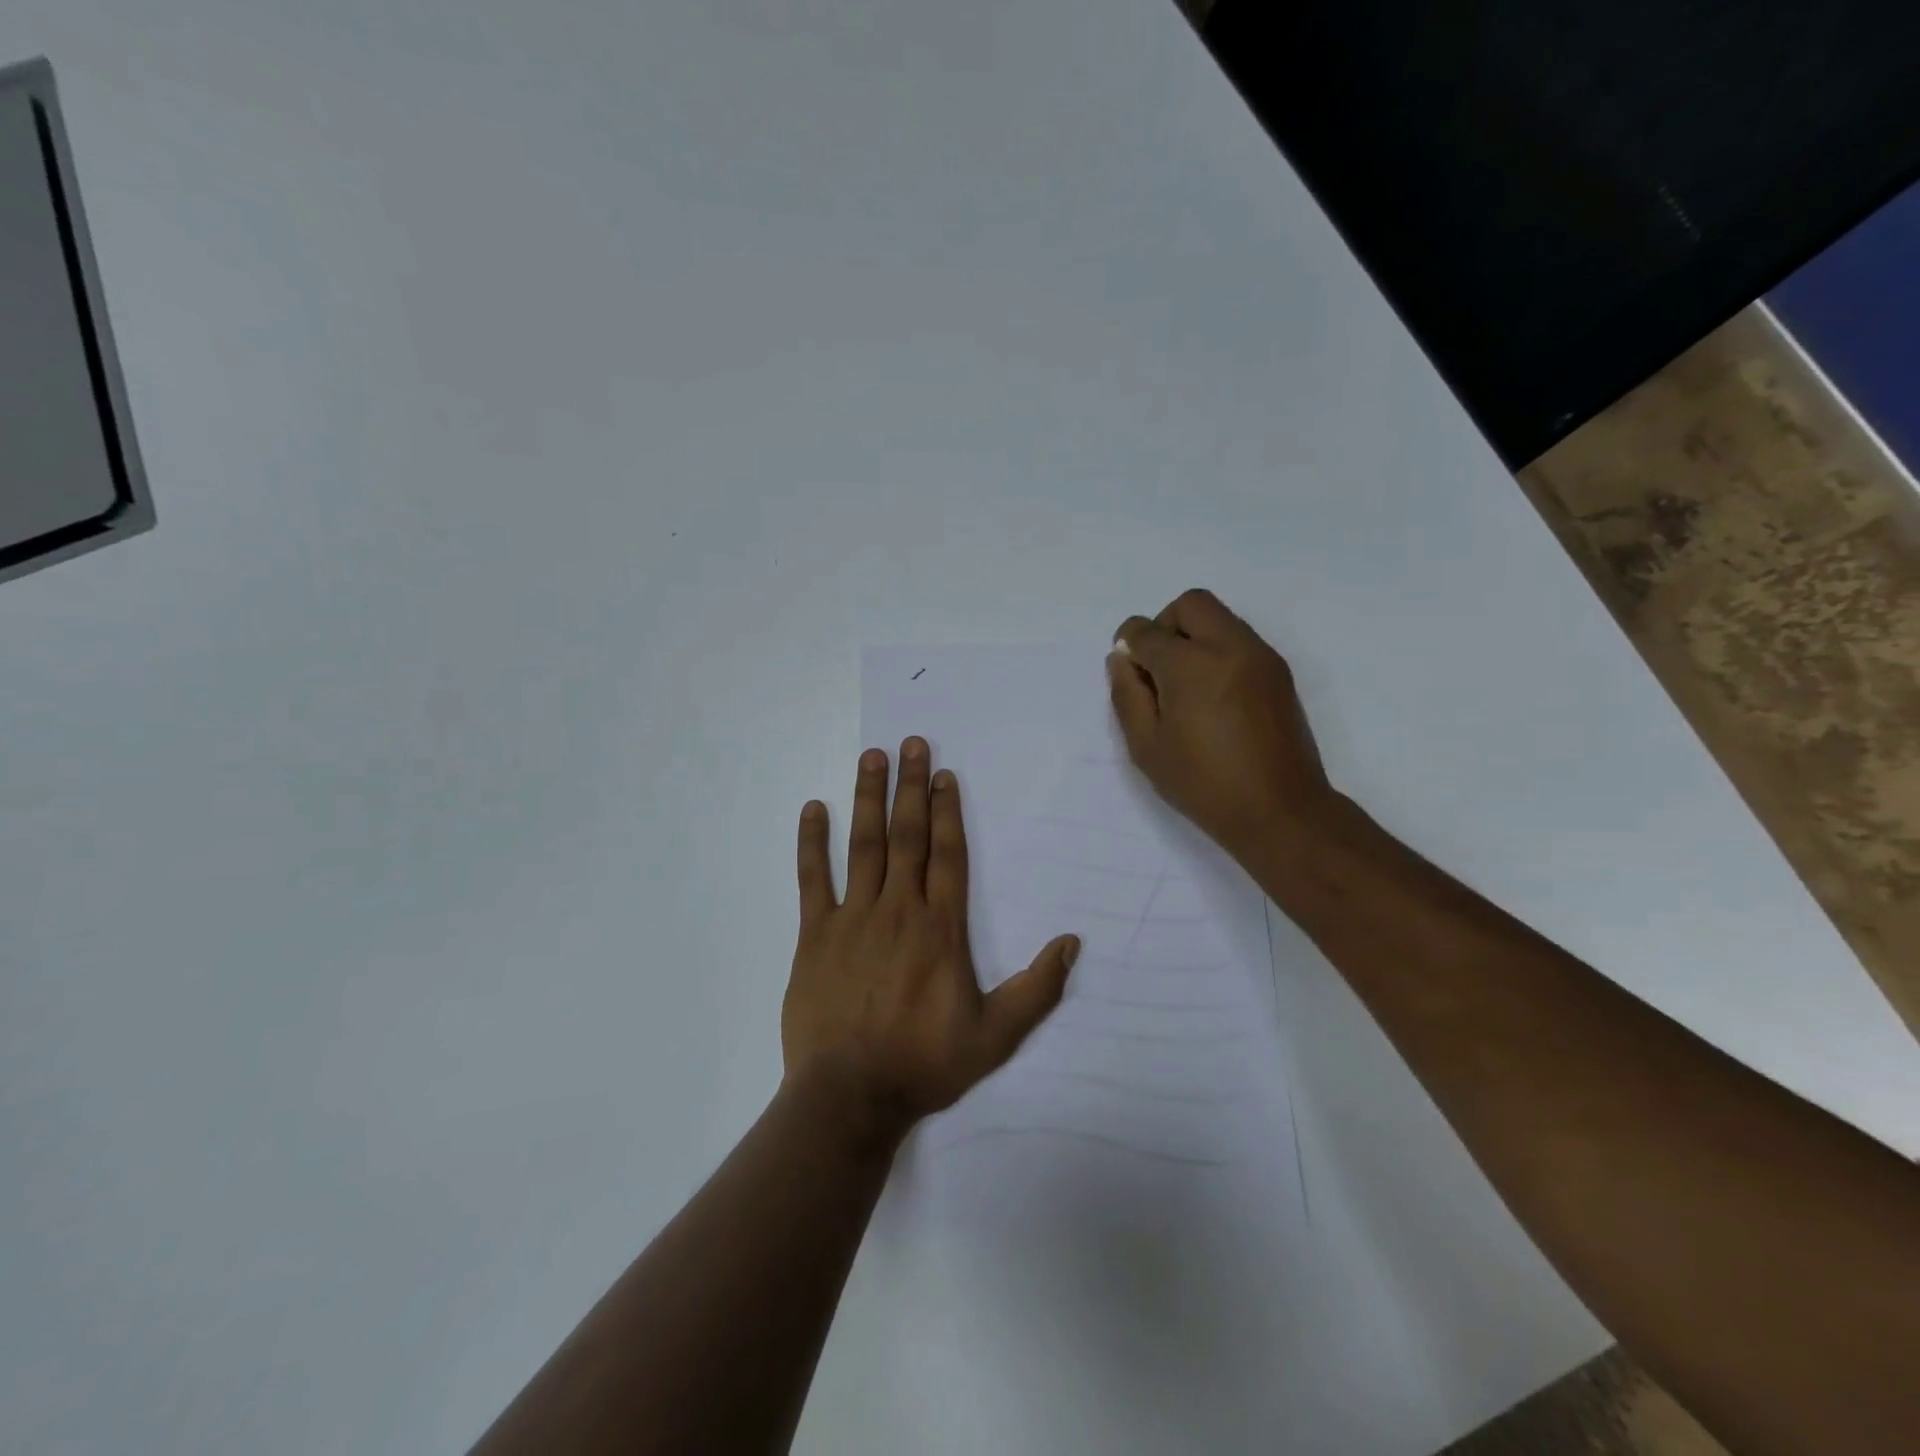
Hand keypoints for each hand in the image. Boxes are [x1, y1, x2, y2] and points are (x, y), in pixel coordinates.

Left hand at [783, 738, 1080, 1147]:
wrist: (850, 1096)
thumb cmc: (925, 1063)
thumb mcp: (996, 1035)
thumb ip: (1037, 989)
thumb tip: (1072, 942)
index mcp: (941, 928)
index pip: (947, 854)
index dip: (948, 810)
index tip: (943, 773)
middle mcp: (899, 909)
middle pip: (908, 835)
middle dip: (910, 786)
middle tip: (909, 742)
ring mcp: (853, 917)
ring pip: (864, 845)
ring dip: (868, 798)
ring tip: (871, 757)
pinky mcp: (814, 934)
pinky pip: (812, 878)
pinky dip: (812, 842)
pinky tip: (813, 808)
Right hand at [1107, 589, 1337, 861]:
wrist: (1280, 810)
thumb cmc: (1203, 783)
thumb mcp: (1146, 746)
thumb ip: (1127, 695)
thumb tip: (1122, 659)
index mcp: (1190, 665)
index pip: (1146, 631)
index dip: (1128, 646)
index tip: (1129, 672)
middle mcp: (1229, 646)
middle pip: (1190, 604)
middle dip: (1164, 626)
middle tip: (1158, 669)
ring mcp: (1260, 656)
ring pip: (1219, 618)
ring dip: (1193, 637)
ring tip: (1186, 687)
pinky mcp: (1279, 672)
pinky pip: (1239, 639)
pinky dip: (1218, 651)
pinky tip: (1212, 697)